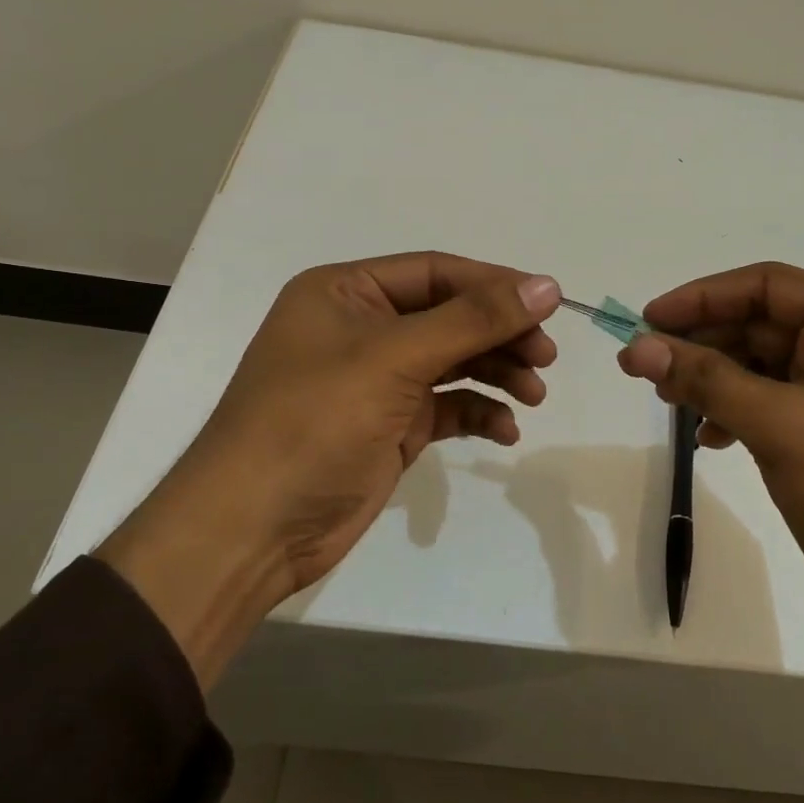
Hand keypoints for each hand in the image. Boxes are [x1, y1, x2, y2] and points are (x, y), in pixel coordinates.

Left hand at [103, 253, 559, 683]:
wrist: (254, 530)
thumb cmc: (314, 423)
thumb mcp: (394, 359)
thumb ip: (473, 320)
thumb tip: (546, 285)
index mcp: (346, 292)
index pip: (436, 272)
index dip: (494, 285)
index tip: (549, 304)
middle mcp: (361, 328)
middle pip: (449, 316)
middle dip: (500, 334)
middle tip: (546, 357)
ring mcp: (376, 380)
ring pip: (453, 361)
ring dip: (496, 373)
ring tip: (535, 394)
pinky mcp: (390, 426)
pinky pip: (447, 406)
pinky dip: (478, 412)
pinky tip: (505, 429)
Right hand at [623, 262, 803, 802]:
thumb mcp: (780, 427)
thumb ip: (706, 380)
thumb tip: (637, 346)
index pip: (767, 286)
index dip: (701, 297)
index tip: (647, 320)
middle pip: (763, 324)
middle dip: (702, 344)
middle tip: (645, 367)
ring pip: (766, 367)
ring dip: (715, 380)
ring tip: (671, 404)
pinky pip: (778, 404)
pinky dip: (739, 413)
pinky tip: (711, 438)